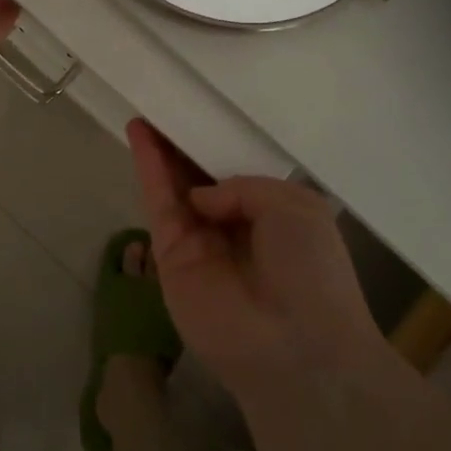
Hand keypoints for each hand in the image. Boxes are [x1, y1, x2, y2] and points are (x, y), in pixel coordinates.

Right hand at [127, 121, 381, 400]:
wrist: (296, 347)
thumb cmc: (311, 272)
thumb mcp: (295, 207)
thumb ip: (245, 186)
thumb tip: (202, 198)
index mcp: (271, 215)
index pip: (236, 173)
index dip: (217, 145)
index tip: (200, 113)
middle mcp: (233, 226)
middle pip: (199, 175)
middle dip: (184, 142)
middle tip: (166, 104)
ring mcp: (199, 241)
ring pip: (174, 184)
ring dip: (160, 147)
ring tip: (146, 107)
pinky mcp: (171, 255)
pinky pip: (158, 202)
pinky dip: (148, 166)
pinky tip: (139, 132)